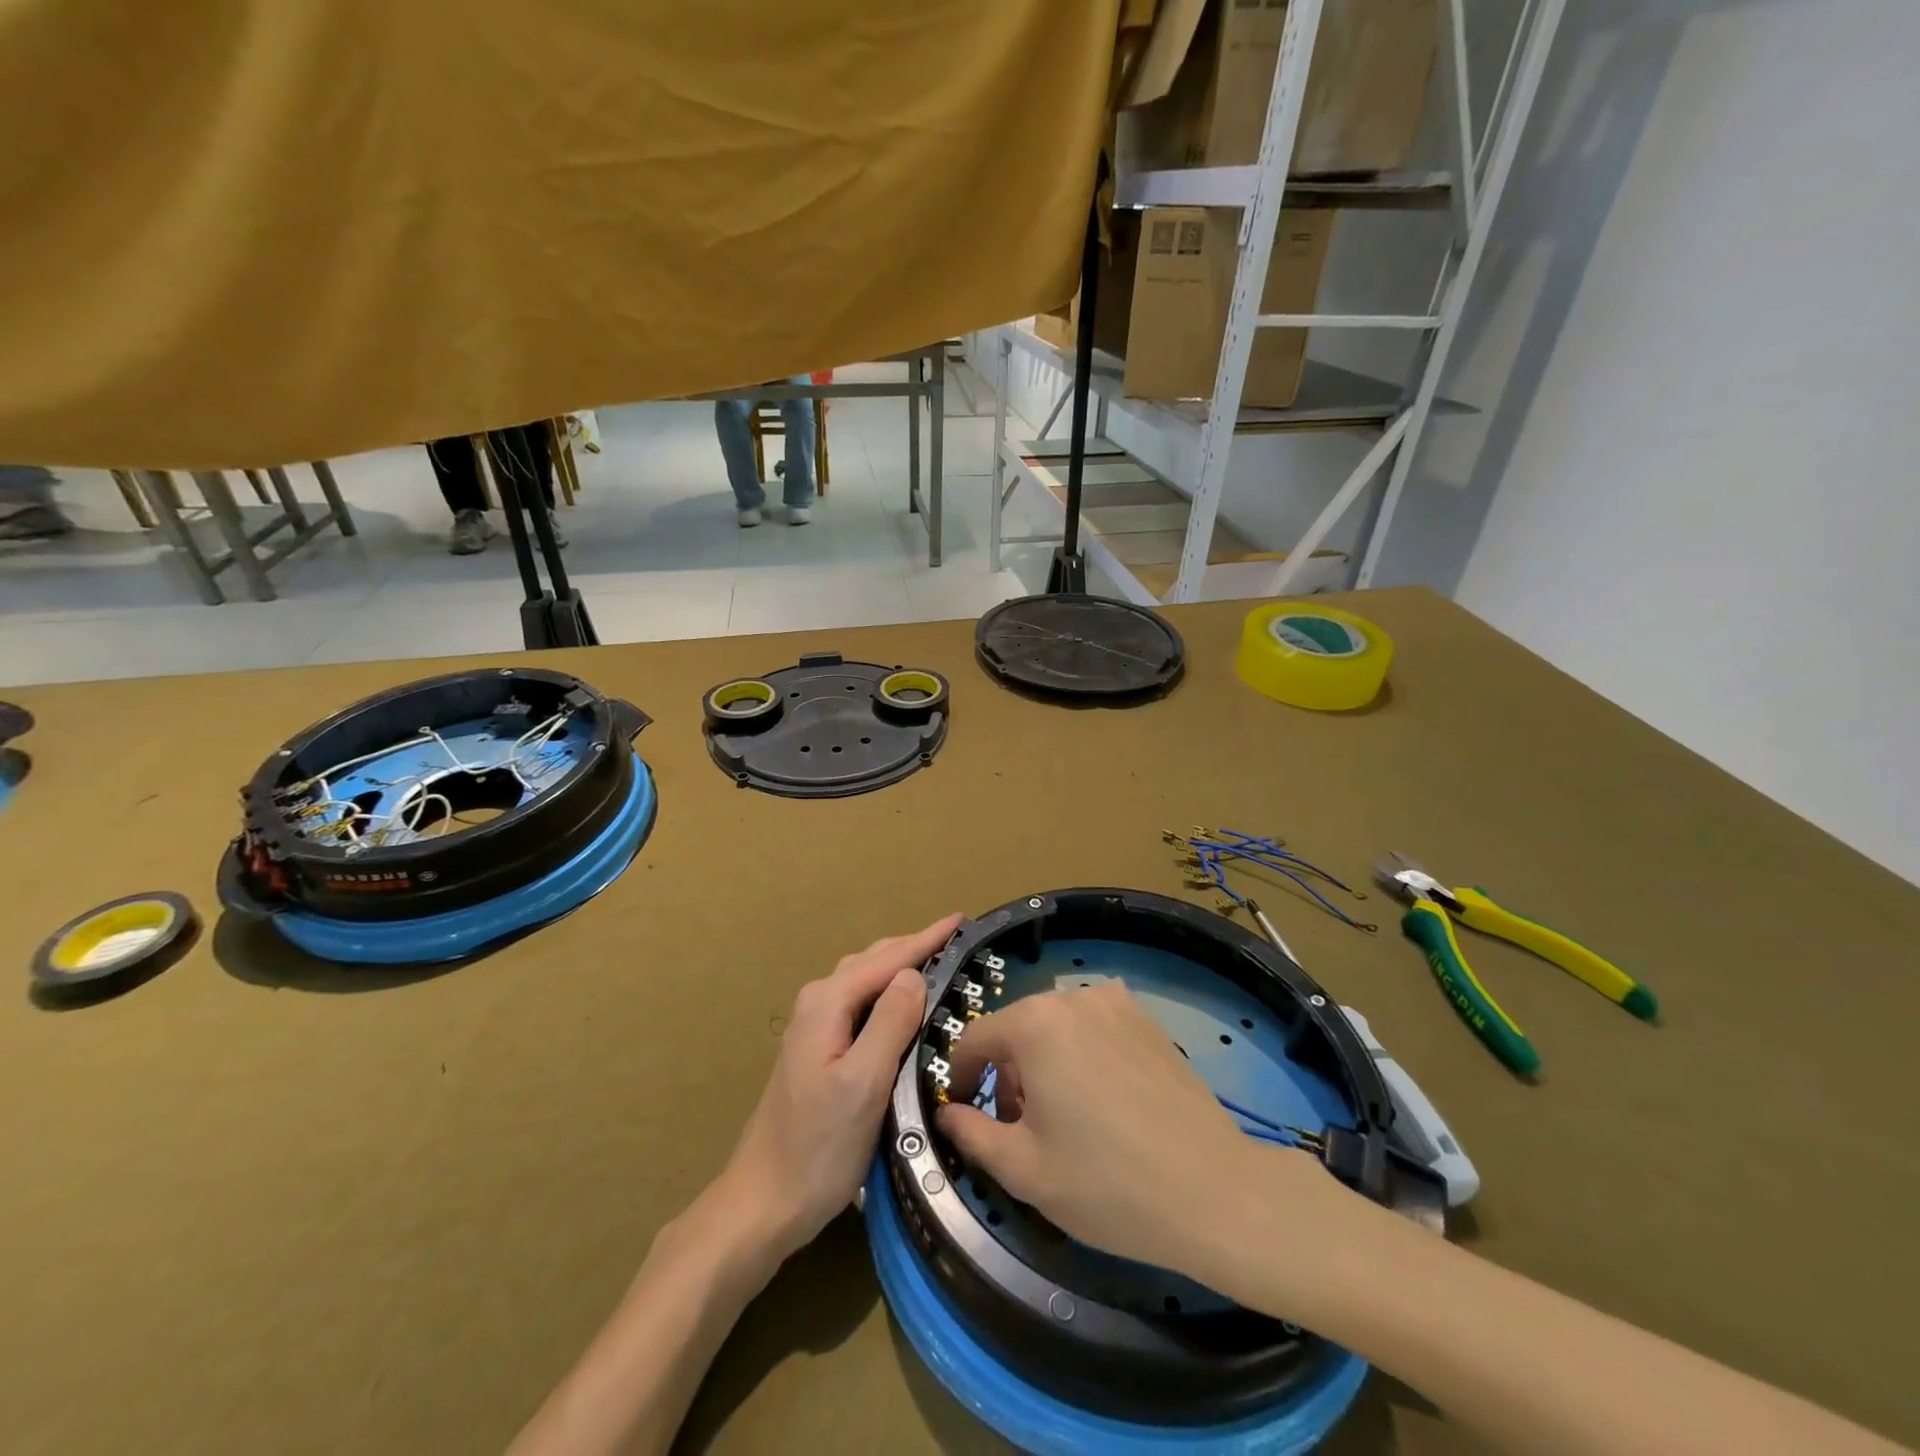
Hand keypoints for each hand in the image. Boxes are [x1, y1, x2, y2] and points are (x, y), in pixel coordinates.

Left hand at [719, 914, 960, 1261]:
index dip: (927, 939)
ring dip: (902, 967)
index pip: (887, 959)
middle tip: (958, 942)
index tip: (962, 920)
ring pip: (867, 980)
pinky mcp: (819, 1049)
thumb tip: (914, 975)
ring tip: (939, 963)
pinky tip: (905, 1005)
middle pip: (874, 961)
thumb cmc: (818, 1146)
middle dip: (915, 947)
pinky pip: (862, 1002)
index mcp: (828, 1003)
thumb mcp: (864, 1083)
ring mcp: (815, 1026)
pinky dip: (889, 992)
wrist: (764, 1201)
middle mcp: (818, 1002)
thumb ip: (890, 1023)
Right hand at [937, 981, 1360, 1279]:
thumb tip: (946, 1111)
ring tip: (1065, 1120)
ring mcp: (1116, 1002)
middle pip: (1018, 1030)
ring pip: (1056, 1028)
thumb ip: (970, 1133)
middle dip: (1008, 1074)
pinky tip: (1105, 1102)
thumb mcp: (1023, 1170)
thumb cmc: (1106, 1184)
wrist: (1214, 1191)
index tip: (964, 1110)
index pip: (976, 1038)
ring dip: (1045, 1064)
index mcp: (1035, 1023)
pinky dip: (1083, 1054)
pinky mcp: (1147, 1019)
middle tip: (1021, 1129)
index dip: (962, 1075)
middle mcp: (1072, 997)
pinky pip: (1094, 1028)